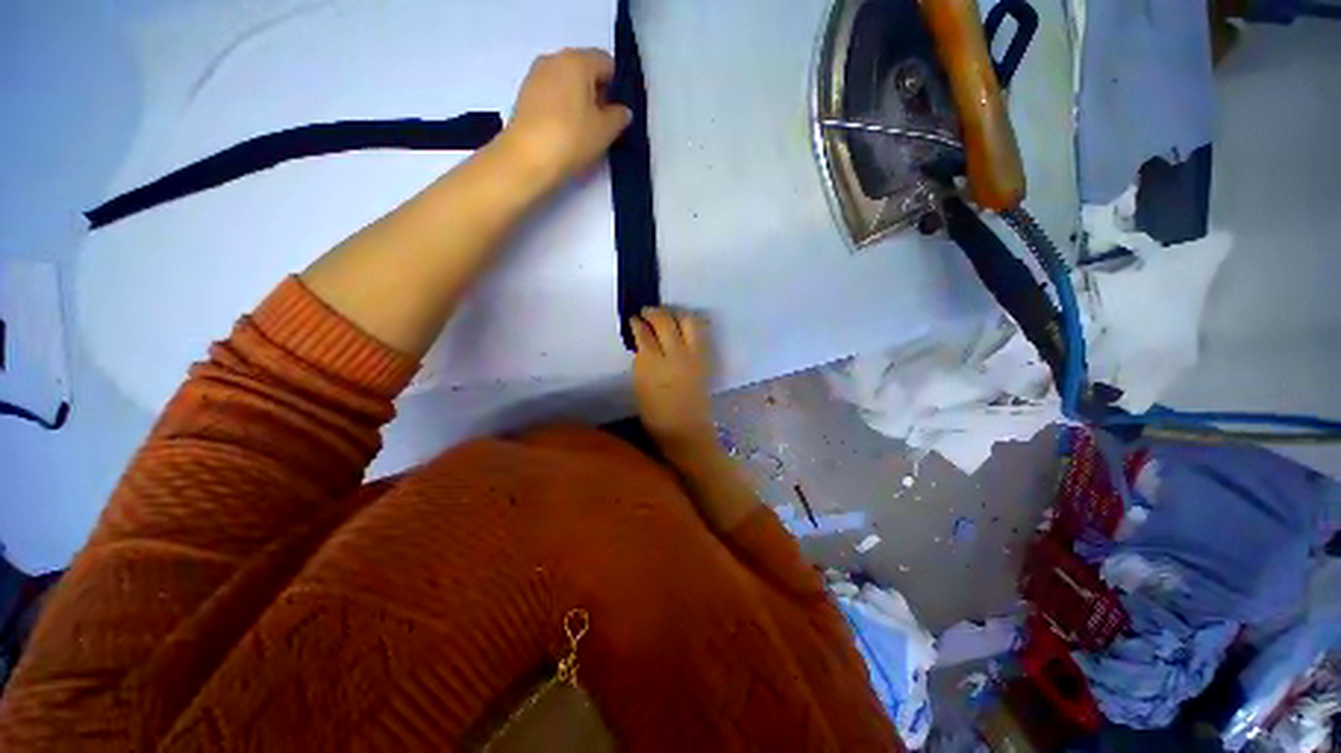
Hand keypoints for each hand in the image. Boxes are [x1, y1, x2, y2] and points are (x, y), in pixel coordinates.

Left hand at [501, 49, 632, 185]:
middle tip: (601, 124)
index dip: (616, 87)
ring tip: (582, 131)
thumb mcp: (605, 131)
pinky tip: (564, 132)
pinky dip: (561, 108)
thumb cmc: (571, 139)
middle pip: (584, 70)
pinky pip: (551, 94)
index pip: (606, 63)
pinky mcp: (524, 95)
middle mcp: (554, 59)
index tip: (617, 114)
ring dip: (578, 101)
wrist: (527, 158)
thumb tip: (621, 111)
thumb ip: (619, 117)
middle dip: (596, 93)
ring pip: (566, 82)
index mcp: (577, 61)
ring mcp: (535, 75)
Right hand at [630, 308, 715, 447]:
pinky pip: (700, 333)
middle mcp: (674, 355)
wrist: (686, 429)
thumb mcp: (639, 387)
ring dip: (675, 314)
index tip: (634, 319)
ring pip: (687, 321)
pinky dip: (690, 323)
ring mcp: (693, 355)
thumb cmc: (656, 415)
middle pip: (665, 322)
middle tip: (647, 312)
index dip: (637, 324)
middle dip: (654, 312)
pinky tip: (682, 324)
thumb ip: (641, 362)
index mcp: (652, 365)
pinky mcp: (704, 359)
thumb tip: (643, 344)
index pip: (644, 334)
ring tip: (667, 315)